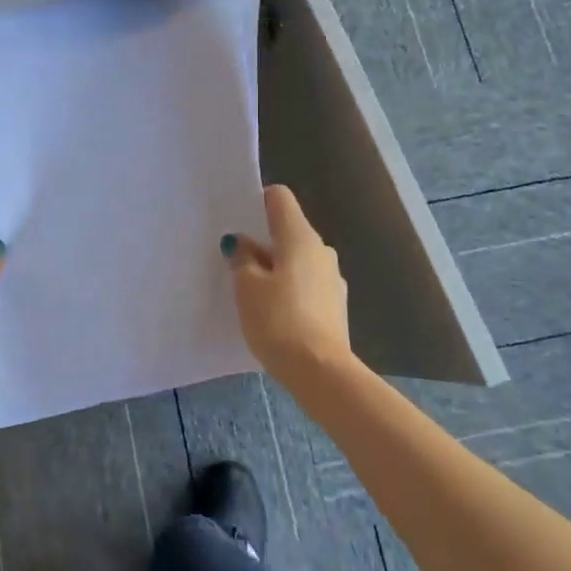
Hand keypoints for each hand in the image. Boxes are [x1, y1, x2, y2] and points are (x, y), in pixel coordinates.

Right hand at [223, 185, 351, 381]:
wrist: (321, 373)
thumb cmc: (278, 321)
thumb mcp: (247, 287)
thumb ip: (242, 258)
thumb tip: (244, 243)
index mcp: (300, 237)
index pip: (279, 198)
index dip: (257, 201)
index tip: (238, 221)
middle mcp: (321, 250)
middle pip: (287, 230)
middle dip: (262, 241)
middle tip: (235, 261)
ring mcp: (332, 278)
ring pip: (296, 259)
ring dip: (275, 267)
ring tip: (251, 291)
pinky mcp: (335, 305)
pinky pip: (306, 283)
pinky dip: (289, 289)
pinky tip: (273, 312)